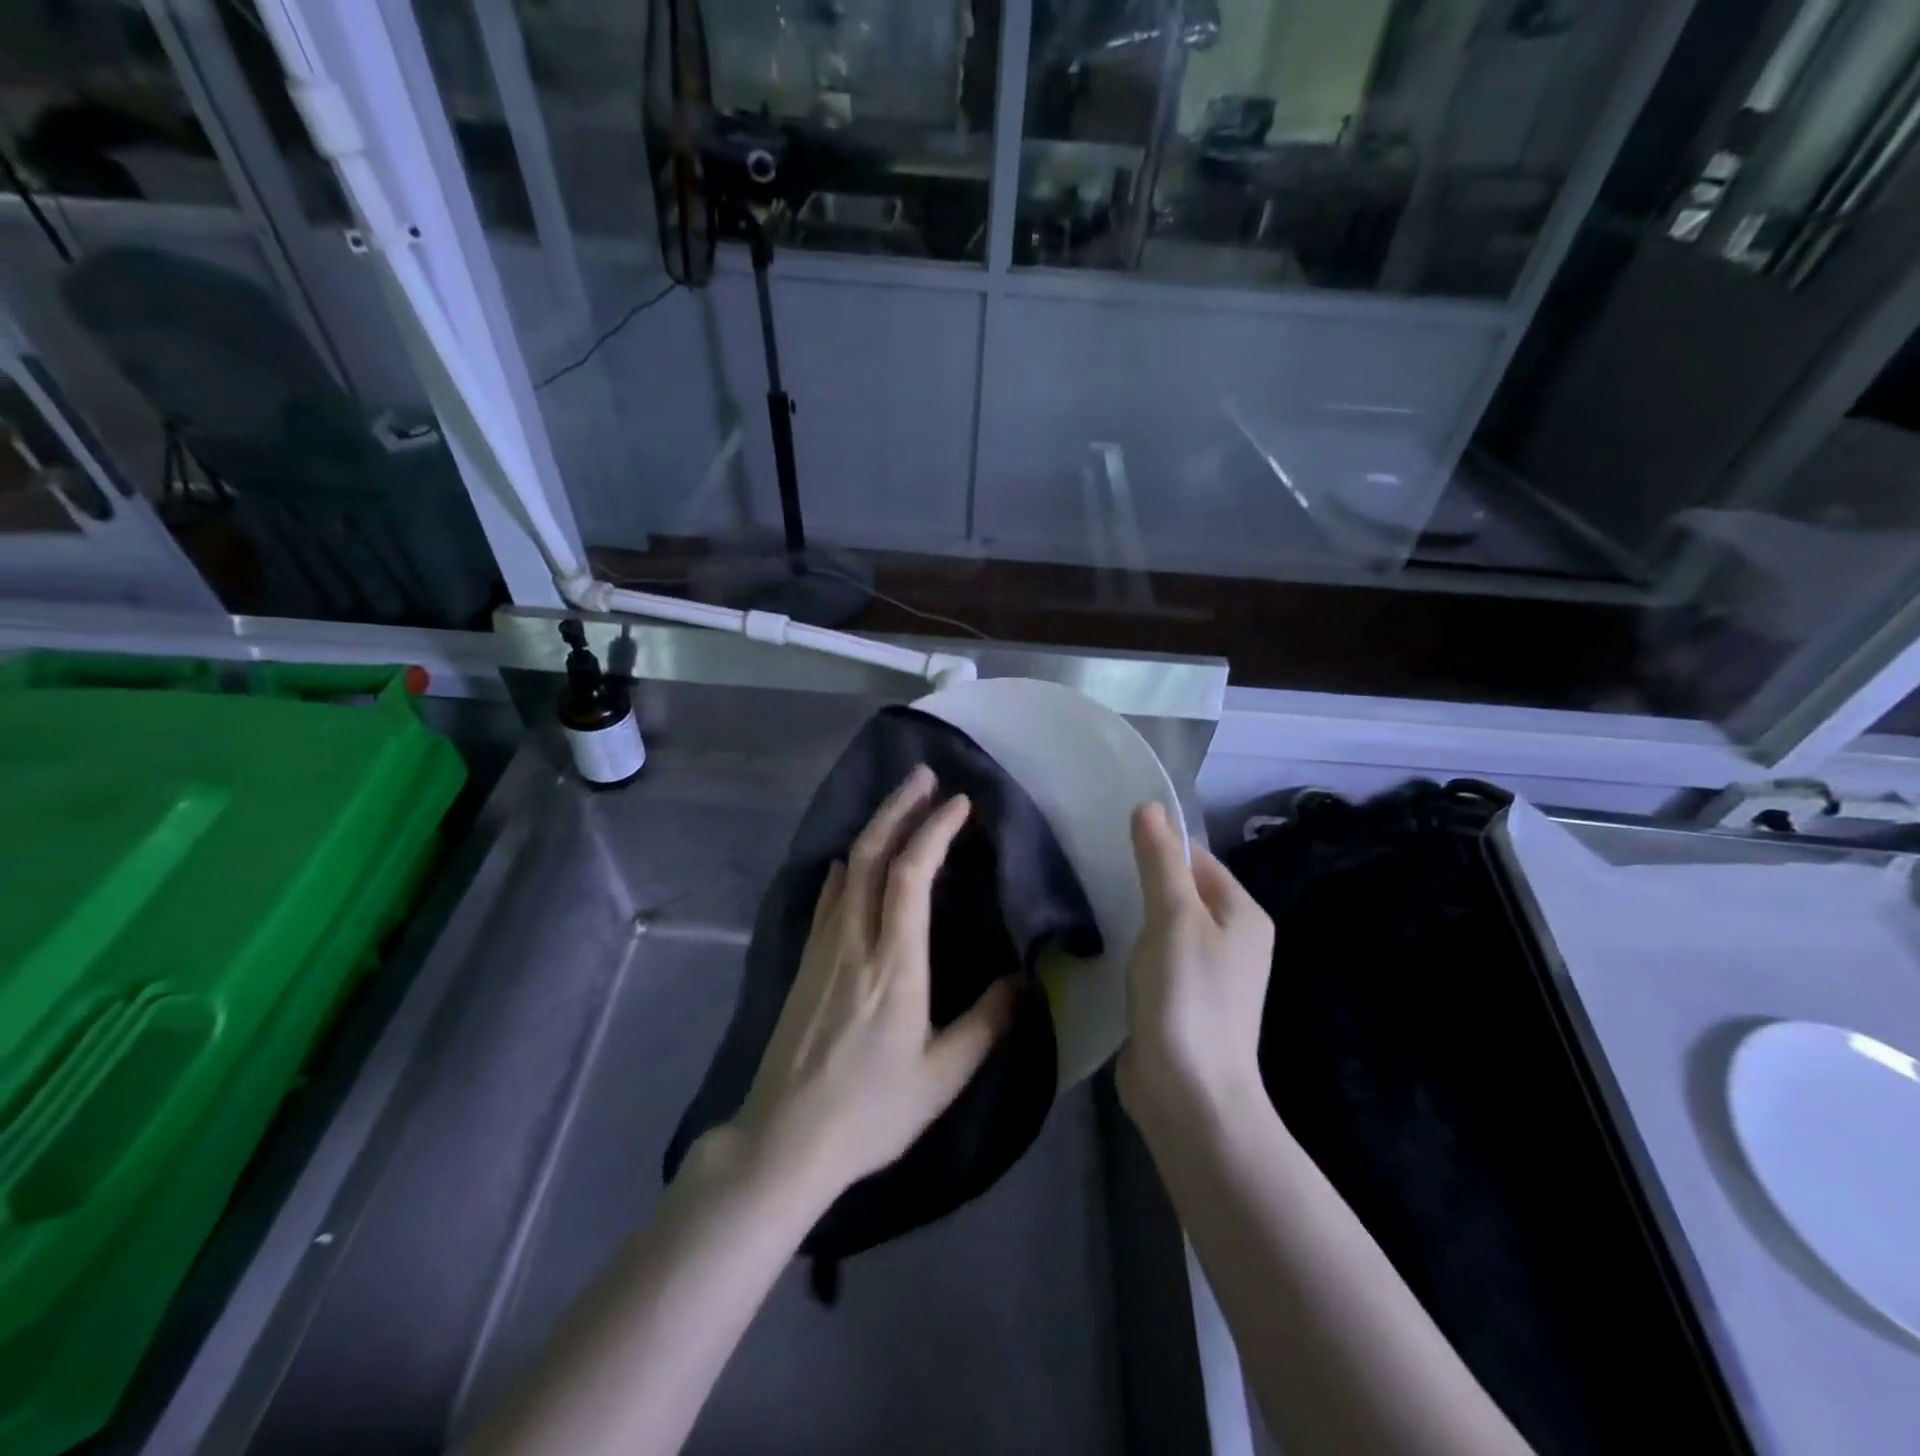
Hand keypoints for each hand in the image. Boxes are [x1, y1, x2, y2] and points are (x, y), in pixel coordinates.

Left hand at [722, 765, 1017, 1206]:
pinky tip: (848, 863)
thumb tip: (1025, 981)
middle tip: (923, 776)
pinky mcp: (804, 963)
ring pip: (847, 869)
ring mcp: (823, 948)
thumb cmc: (870, 1112)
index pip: (913, 874)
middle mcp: (855, 940)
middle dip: (899, 808)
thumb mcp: (942, 1076)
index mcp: (894, 962)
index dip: (935, 830)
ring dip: (874, 829)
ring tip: (898, 804)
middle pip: (873, 854)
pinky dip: (845, 868)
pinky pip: (827, 897)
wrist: (784, 1141)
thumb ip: (987, 1024)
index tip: (959, 803)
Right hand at [1116, 802, 1273, 1134]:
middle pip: (1182, 889)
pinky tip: (1106, 945)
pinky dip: (1134, 946)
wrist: (1189, 1097)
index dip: (1158, 846)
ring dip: (1135, 914)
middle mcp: (1234, 939)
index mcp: (1243, 914)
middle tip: (1096, 872)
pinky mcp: (1183, 999)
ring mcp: (1209, 973)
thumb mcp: (1173, 919)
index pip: (1197, 858)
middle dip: (1142, 879)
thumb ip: (1160, 861)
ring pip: (1166, 924)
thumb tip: (1149, 805)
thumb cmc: (1186, 997)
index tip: (1111, 842)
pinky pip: (1157, 956)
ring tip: (1095, 903)